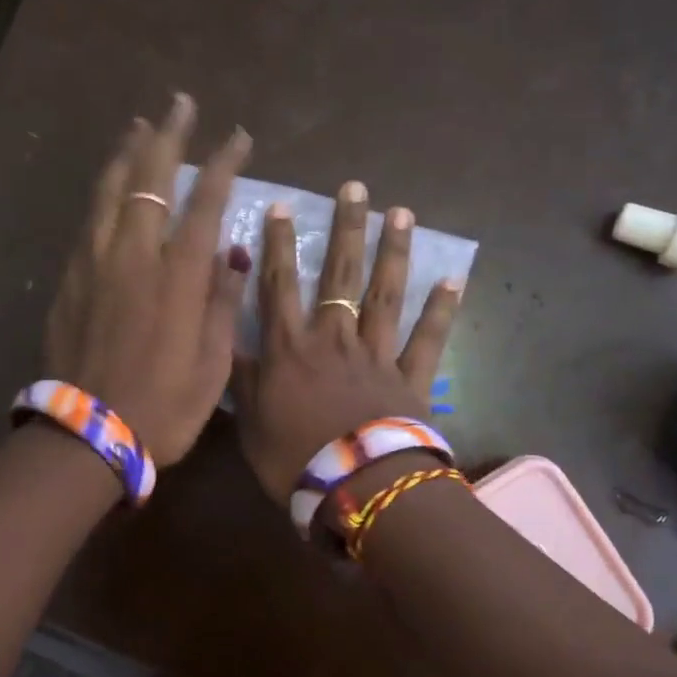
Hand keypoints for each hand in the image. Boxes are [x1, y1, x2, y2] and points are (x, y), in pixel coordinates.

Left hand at [44, 94, 251, 466]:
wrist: (88, 432)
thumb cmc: (164, 406)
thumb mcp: (213, 364)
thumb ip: (223, 302)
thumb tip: (232, 255)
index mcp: (178, 276)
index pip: (205, 202)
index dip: (223, 163)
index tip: (237, 136)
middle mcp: (134, 255)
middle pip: (150, 178)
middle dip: (169, 136)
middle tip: (179, 104)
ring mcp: (95, 262)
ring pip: (110, 190)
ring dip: (127, 153)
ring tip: (139, 127)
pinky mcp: (70, 278)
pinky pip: (90, 219)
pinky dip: (104, 192)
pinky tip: (109, 186)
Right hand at [233, 179, 462, 501]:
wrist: (358, 488)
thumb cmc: (294, 460)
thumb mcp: (249, 423)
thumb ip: (239, 377)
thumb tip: (222, 337)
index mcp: (290, 349)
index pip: (278, 285)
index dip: (277, 244)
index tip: (281, 206)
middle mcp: (334, 339)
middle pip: (340, 275)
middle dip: (346, 229)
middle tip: (355, 188)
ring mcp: (377, 354)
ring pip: (385, 294)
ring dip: (393, 252)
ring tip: (400, 212)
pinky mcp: (411, 378)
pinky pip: (428, 339)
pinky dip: (441, 310)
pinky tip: (453, 279)